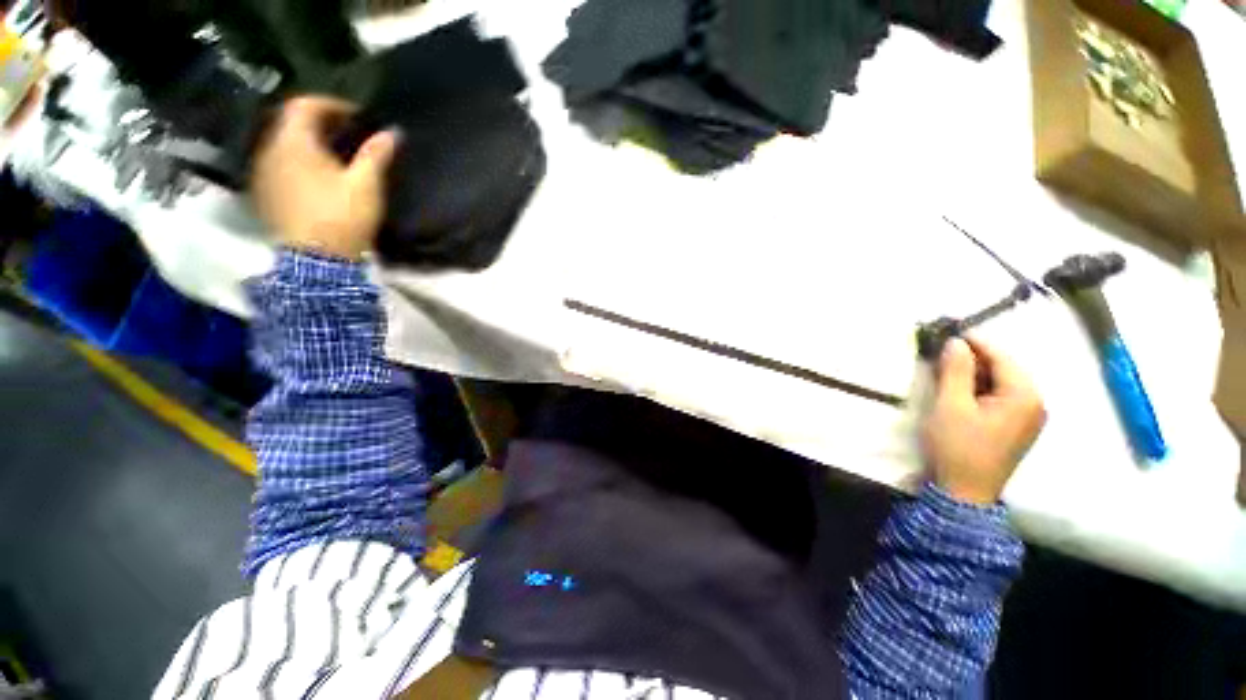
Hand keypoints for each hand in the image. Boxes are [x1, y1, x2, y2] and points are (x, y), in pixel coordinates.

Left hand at [251, 96, 398, 260]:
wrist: (317, 260)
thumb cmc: (342, 216)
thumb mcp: (365, 184)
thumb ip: (376, 154)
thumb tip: (392, 132)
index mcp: (293, 143)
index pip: (304, 105)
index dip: (331, 105)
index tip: (356, 117)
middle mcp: (270, 150)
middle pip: (291, 122)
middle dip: (320, 123)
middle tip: (348, 135)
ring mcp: (264, 173)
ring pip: (284, 144)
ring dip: (308, 143)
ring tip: (335, 156)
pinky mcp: (265, 194)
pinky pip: (279, 165)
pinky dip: (298, 161)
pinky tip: (317, 176)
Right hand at [922, 337, 1045, 504]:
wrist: (964, 492)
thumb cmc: (957, 446)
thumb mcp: (950, 405)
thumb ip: (955, 370)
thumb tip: (956, 341)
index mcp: (1024, 395)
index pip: (1001, 356)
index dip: (973, 341)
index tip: (946, 332)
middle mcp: (1035, 402)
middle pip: (1004, 367)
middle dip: (973, 357)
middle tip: (940, 352)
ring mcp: (1028, 416)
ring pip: (1001, 381)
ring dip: (974, 372)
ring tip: (944, 369)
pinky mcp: (1016, 426)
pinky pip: (1000, 396)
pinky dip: (979, 388)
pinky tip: (959, 390)